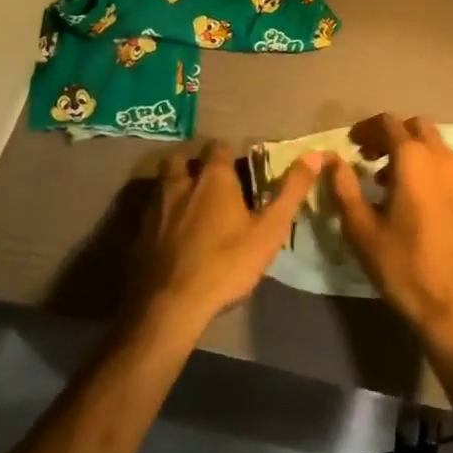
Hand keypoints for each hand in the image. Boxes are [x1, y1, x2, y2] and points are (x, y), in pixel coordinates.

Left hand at [130, 140, 318, 338]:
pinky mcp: (137, 233)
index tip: (237, 170)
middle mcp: (180, 183)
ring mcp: (154, 207)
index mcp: (213, 178)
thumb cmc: (226, 264)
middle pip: (182, 160)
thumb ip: (291, 191)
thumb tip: (315, 155)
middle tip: (208, 186)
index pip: (218, 147)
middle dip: (193, 167)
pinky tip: (169, 237)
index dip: (228, 155)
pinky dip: (159, 217)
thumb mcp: (268, 231)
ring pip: (162, 183)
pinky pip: (149, 212)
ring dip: (174, 188)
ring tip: (188, 208)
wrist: (170, 305)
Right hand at [328, 114, 452, 352]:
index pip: (388, 123)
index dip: (366, 128)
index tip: (351, 144)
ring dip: (413, 155)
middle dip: (392, 136)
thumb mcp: (362, 229)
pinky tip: (420, 207)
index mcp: (415, 159)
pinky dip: (431, 176)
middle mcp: (445, 160)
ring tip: (390, 184)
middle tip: (370, 158)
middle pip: (417, 128)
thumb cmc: (404, 266)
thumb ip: (344, 188)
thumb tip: (332, 160)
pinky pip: (451, 175)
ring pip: (438, 149)